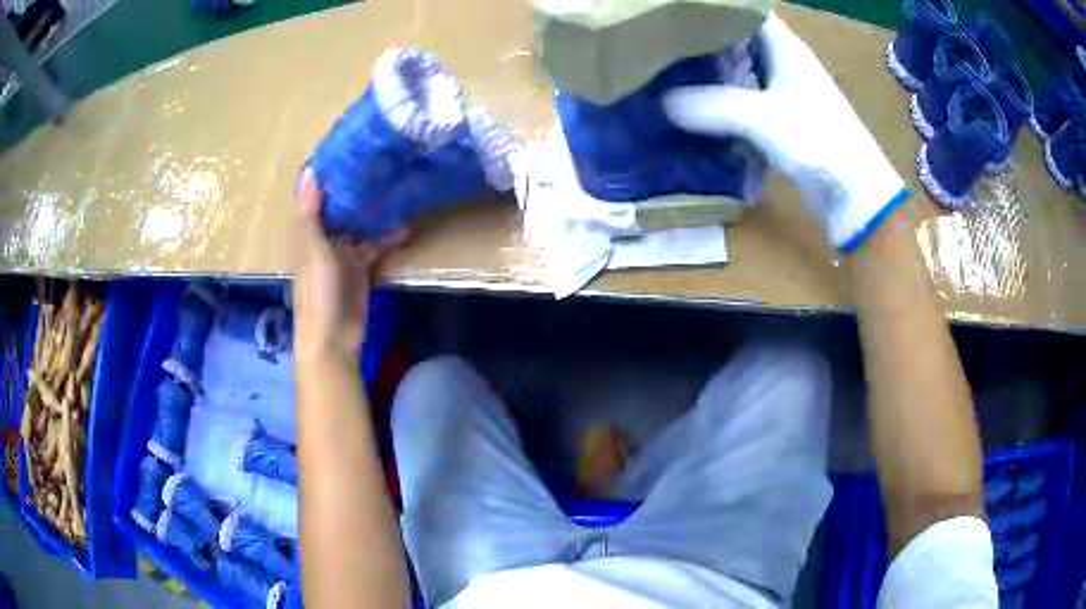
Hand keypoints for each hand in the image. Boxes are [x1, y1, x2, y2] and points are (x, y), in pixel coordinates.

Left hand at [293, 169, 405, 361]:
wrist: (333, 337)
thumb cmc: (318, 292)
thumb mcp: (313, 250)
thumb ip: (310, 213)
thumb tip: (312, 171)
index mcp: (308, 230)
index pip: (318, 194)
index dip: (330, 173)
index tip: (351, 148)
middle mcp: (325, 237)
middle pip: (341, 205)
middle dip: (357, 186)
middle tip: (383, 161)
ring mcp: (344, 252)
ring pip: (360, 222)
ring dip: (375, 209)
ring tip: (397, 187)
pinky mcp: (362, 267)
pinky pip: (376, 244)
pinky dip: (389, 237)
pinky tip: (406, 227)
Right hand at [663, 14, 908, 250]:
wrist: (855, 194)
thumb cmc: (818, 141)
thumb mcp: (762, 118)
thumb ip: (712, 106)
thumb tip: (663, 102)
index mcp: (786, 47)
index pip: (746, 11)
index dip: (716, 8)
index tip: (679, 11)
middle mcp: (785, 61)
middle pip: (739, 37)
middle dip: (705, 37)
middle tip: (665, 38)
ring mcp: (786, 90)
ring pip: (742, 67)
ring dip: (713, 68)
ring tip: (672, 66)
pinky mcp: (784, 119)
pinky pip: (746, 97)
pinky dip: (724, 97)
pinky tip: (698, 104)